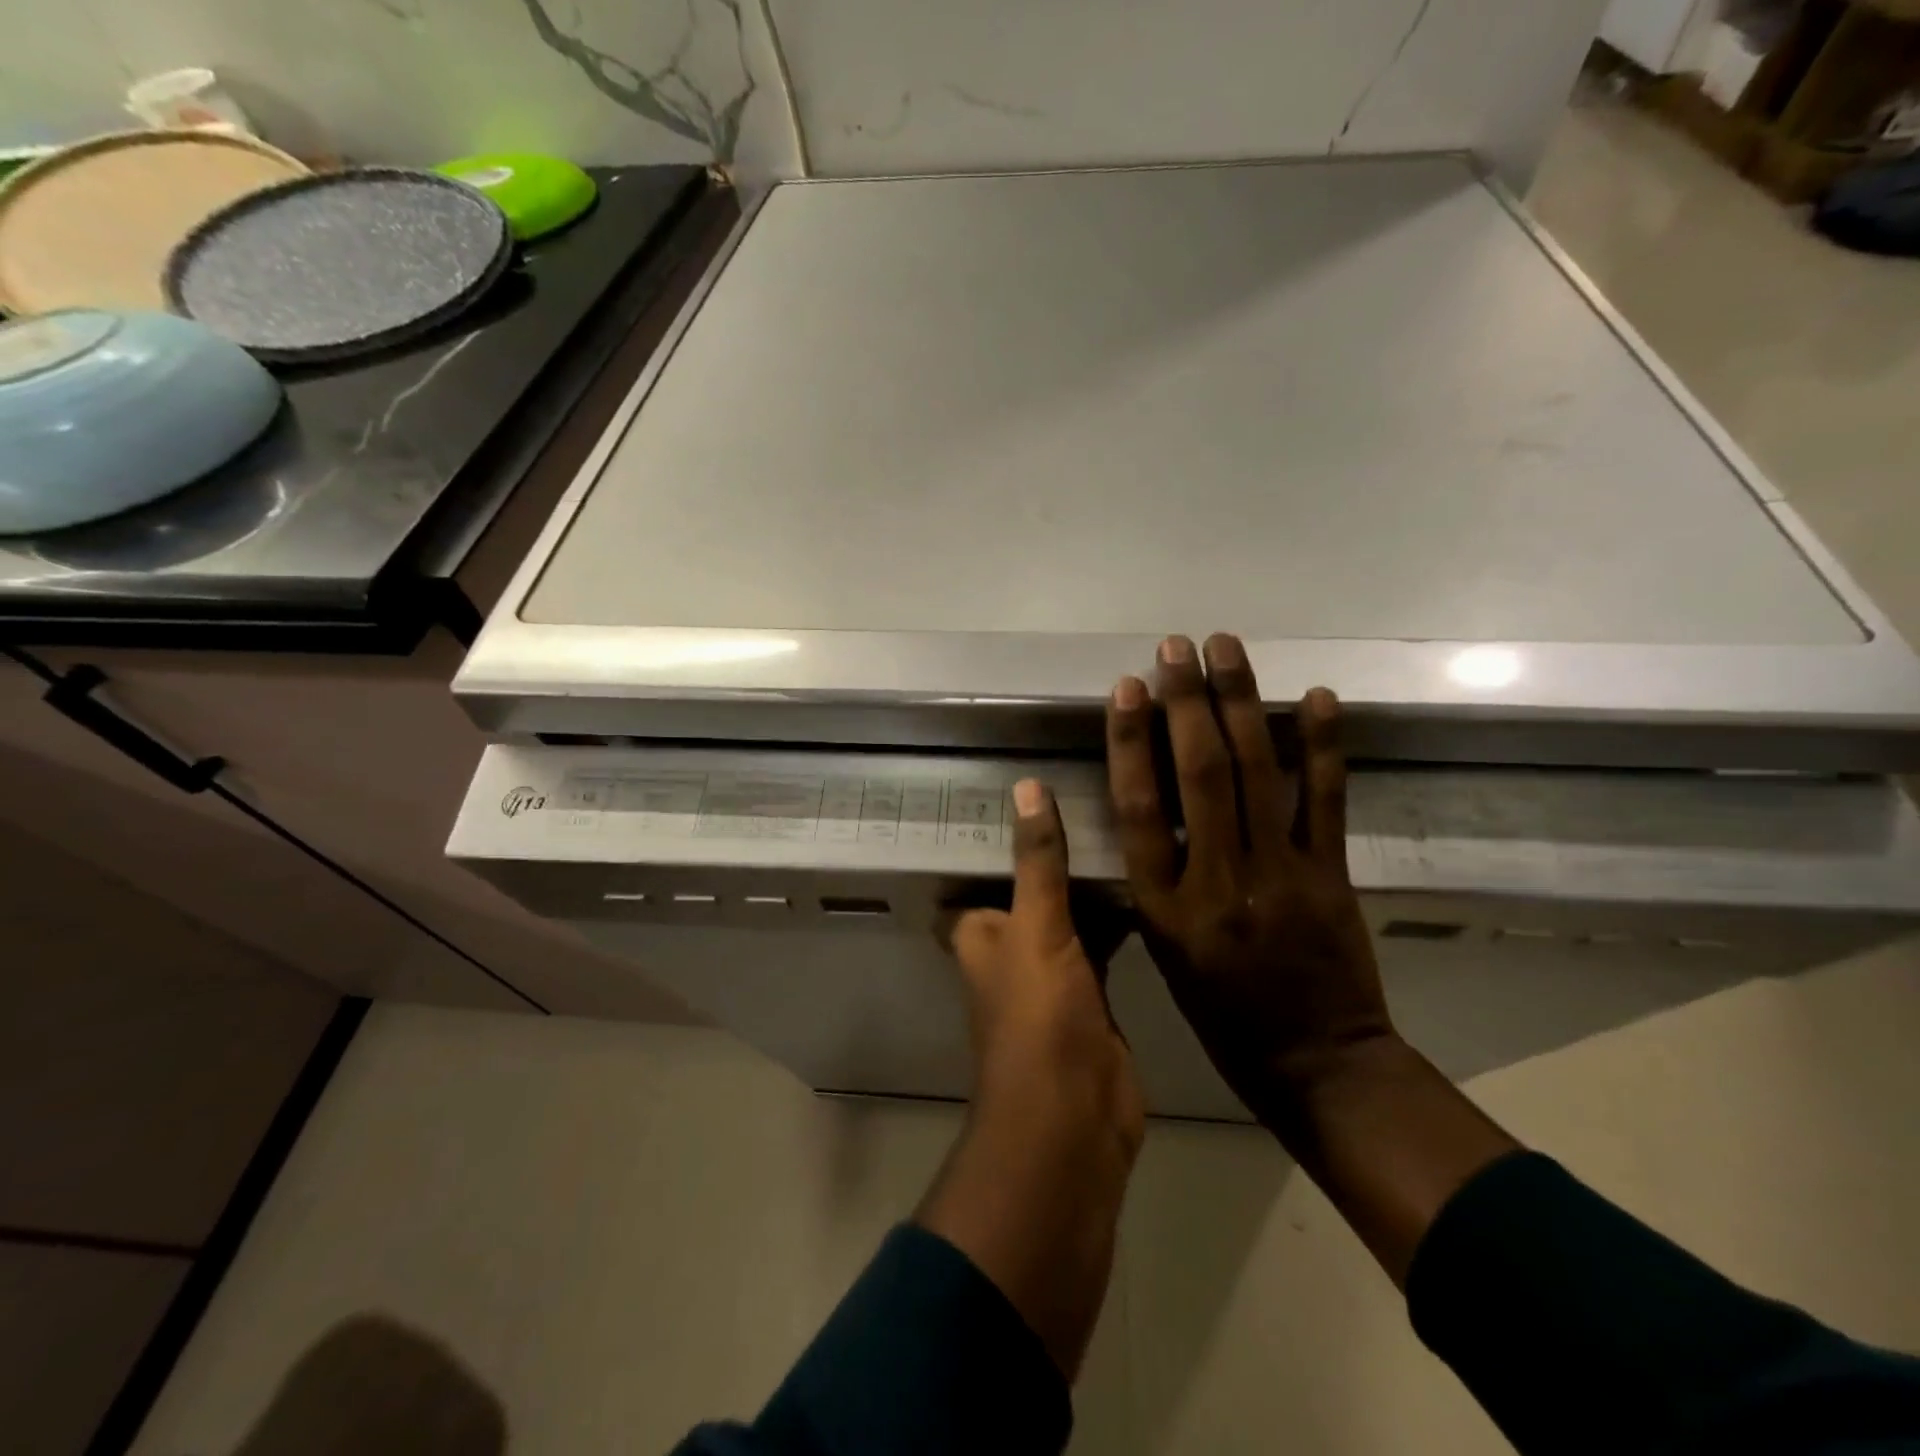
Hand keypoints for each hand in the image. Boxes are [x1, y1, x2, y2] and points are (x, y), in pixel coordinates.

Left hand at [920, 779, 1141, 1379]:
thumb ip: (1036, 861)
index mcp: (980, 929)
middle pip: (1031, 884)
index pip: (983, 866)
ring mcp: (1054, 968)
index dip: (1001, 829)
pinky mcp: (1093, 990)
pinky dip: (1118, 912)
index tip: (1032, 779)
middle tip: (1090, 789)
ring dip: (1089, 878)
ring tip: (1124, 816)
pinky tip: (1148, 873)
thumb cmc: (1038, 1017)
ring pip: (1070, 909)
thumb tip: (1025, 786)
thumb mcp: (1036, 927)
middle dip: (1055, 848)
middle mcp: (1011, 945)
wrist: (1076, 1119)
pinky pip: (1103, 937)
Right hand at [1105, 633, 1394, 1123]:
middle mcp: (1217, 879)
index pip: (1139, 807)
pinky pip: (1324, 801)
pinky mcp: (1330, 875)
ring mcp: (1279, 873)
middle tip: (1177, 647)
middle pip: (1198, 773)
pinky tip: (1315, 697)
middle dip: (1186, 702)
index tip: (1127, 688)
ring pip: (1256, 772)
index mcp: (1165, 904)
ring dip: (1241, 703)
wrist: (1316, 1064)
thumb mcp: (1165, 950)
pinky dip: (1322, 745)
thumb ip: (1157, 878)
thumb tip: (1153, 807)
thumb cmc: (1222, 1014)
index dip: (1131, 741)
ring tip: (1226, 648)